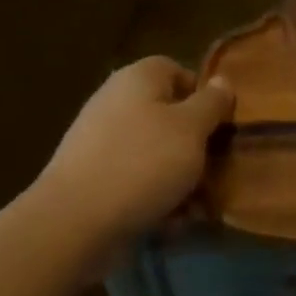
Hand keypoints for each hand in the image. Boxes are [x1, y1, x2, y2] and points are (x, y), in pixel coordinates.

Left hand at [32, 57, 234, 243]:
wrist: (73, 225)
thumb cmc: (143, 163)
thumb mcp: (192, 128)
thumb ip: (212, 103)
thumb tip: (222, 81)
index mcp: (137, 79)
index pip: (177, 70)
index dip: (202, 95)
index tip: (219, 124)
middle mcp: (115, 103)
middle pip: (167, 115)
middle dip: (193, 143)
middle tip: (214, 167)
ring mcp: (99, 143)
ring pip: (154, 152)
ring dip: (178, 176)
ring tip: (195, 203)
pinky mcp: (91, 180)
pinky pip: (134, 181)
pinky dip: (153, 197)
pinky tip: (169, 222)